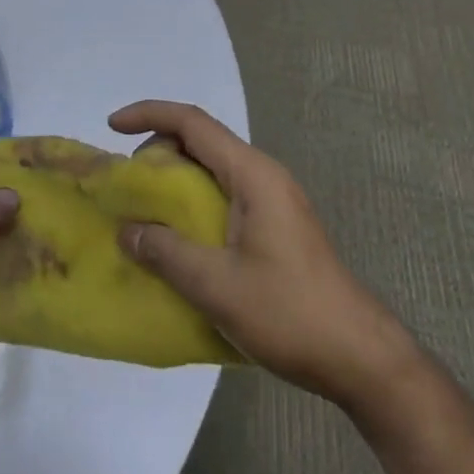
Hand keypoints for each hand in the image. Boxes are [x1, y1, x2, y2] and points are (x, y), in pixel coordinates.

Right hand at [111, 101, 412, 402]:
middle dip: (157, 151)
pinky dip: (193, 204)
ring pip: (212, 170)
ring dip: (174, 180)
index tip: (111, 127)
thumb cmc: (290, 314)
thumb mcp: (216, 285)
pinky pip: (224, 196)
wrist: (361, 358)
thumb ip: (165, 252)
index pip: (192, 123)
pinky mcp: (276, 227)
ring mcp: (273, 202)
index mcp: (252, 175)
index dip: (148, 115)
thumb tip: (126, 231)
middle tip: (126, 186)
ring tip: (144, 212)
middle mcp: (263, 177)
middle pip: (201, 141)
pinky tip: (178, 239)